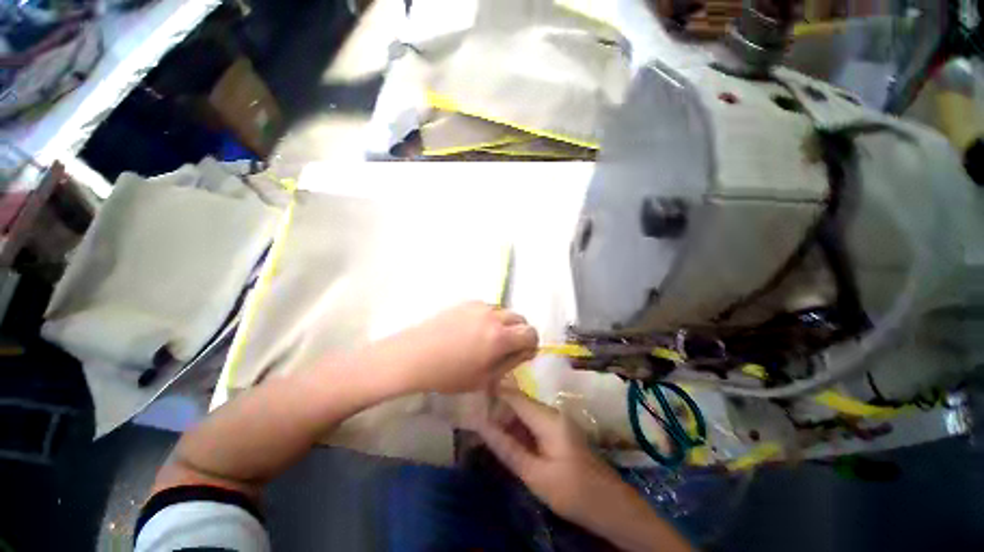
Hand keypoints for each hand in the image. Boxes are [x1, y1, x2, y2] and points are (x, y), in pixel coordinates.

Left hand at [375, 302, 538, 393]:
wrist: (415, 355)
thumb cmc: (449, 374)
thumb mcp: (484, 379)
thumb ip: (510, 363)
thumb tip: (524, 352)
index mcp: (500, 337)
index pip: (531, 333)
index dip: (531, 344)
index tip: (523, 354)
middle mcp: (494, 316)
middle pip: (520, 318)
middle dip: (520, 332)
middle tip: (507, 347)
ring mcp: (479, 306)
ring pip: (504, 311)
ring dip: (505, 323)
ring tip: (489, 337)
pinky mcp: (466, 302)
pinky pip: (488, 307)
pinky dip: (489, 317)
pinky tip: (474, 329)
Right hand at [475, 390, 629, 524]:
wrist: (610, 506)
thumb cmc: (573, 492)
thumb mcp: (535, 474)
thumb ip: (507, 448)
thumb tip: (481, 425)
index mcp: (548, 418)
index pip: (515, 397)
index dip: (493, 395)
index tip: (473, 400)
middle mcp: (552, 412)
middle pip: (519, 402)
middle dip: (498, 410)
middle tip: (477, 423)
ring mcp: (557, 420)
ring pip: (525, 412)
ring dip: (507, 420)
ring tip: (486, 432)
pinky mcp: (558, 430)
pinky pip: (533, 422)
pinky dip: (518, 429)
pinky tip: (507, 440)